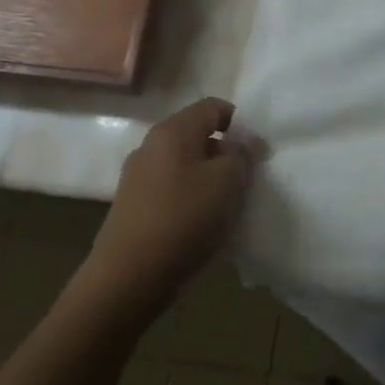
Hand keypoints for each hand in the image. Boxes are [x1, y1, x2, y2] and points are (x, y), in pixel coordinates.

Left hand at [88, 97, 251, 315]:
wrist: (129, 277)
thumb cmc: (184, 218)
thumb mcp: (228, 181)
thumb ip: (242, 155)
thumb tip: (246, 142)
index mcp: (172, 131)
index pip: (212, 107)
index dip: (239, 122)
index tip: (255, 151)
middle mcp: (150, 146)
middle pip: (197, 136)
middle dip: (225, 153)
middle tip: (246, 180)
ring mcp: (137, 178)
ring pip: (185, 166)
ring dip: (209, 179)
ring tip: (226, 206)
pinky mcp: (133, 207)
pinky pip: (172, 191)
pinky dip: (191, 199)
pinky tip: (202, 224)